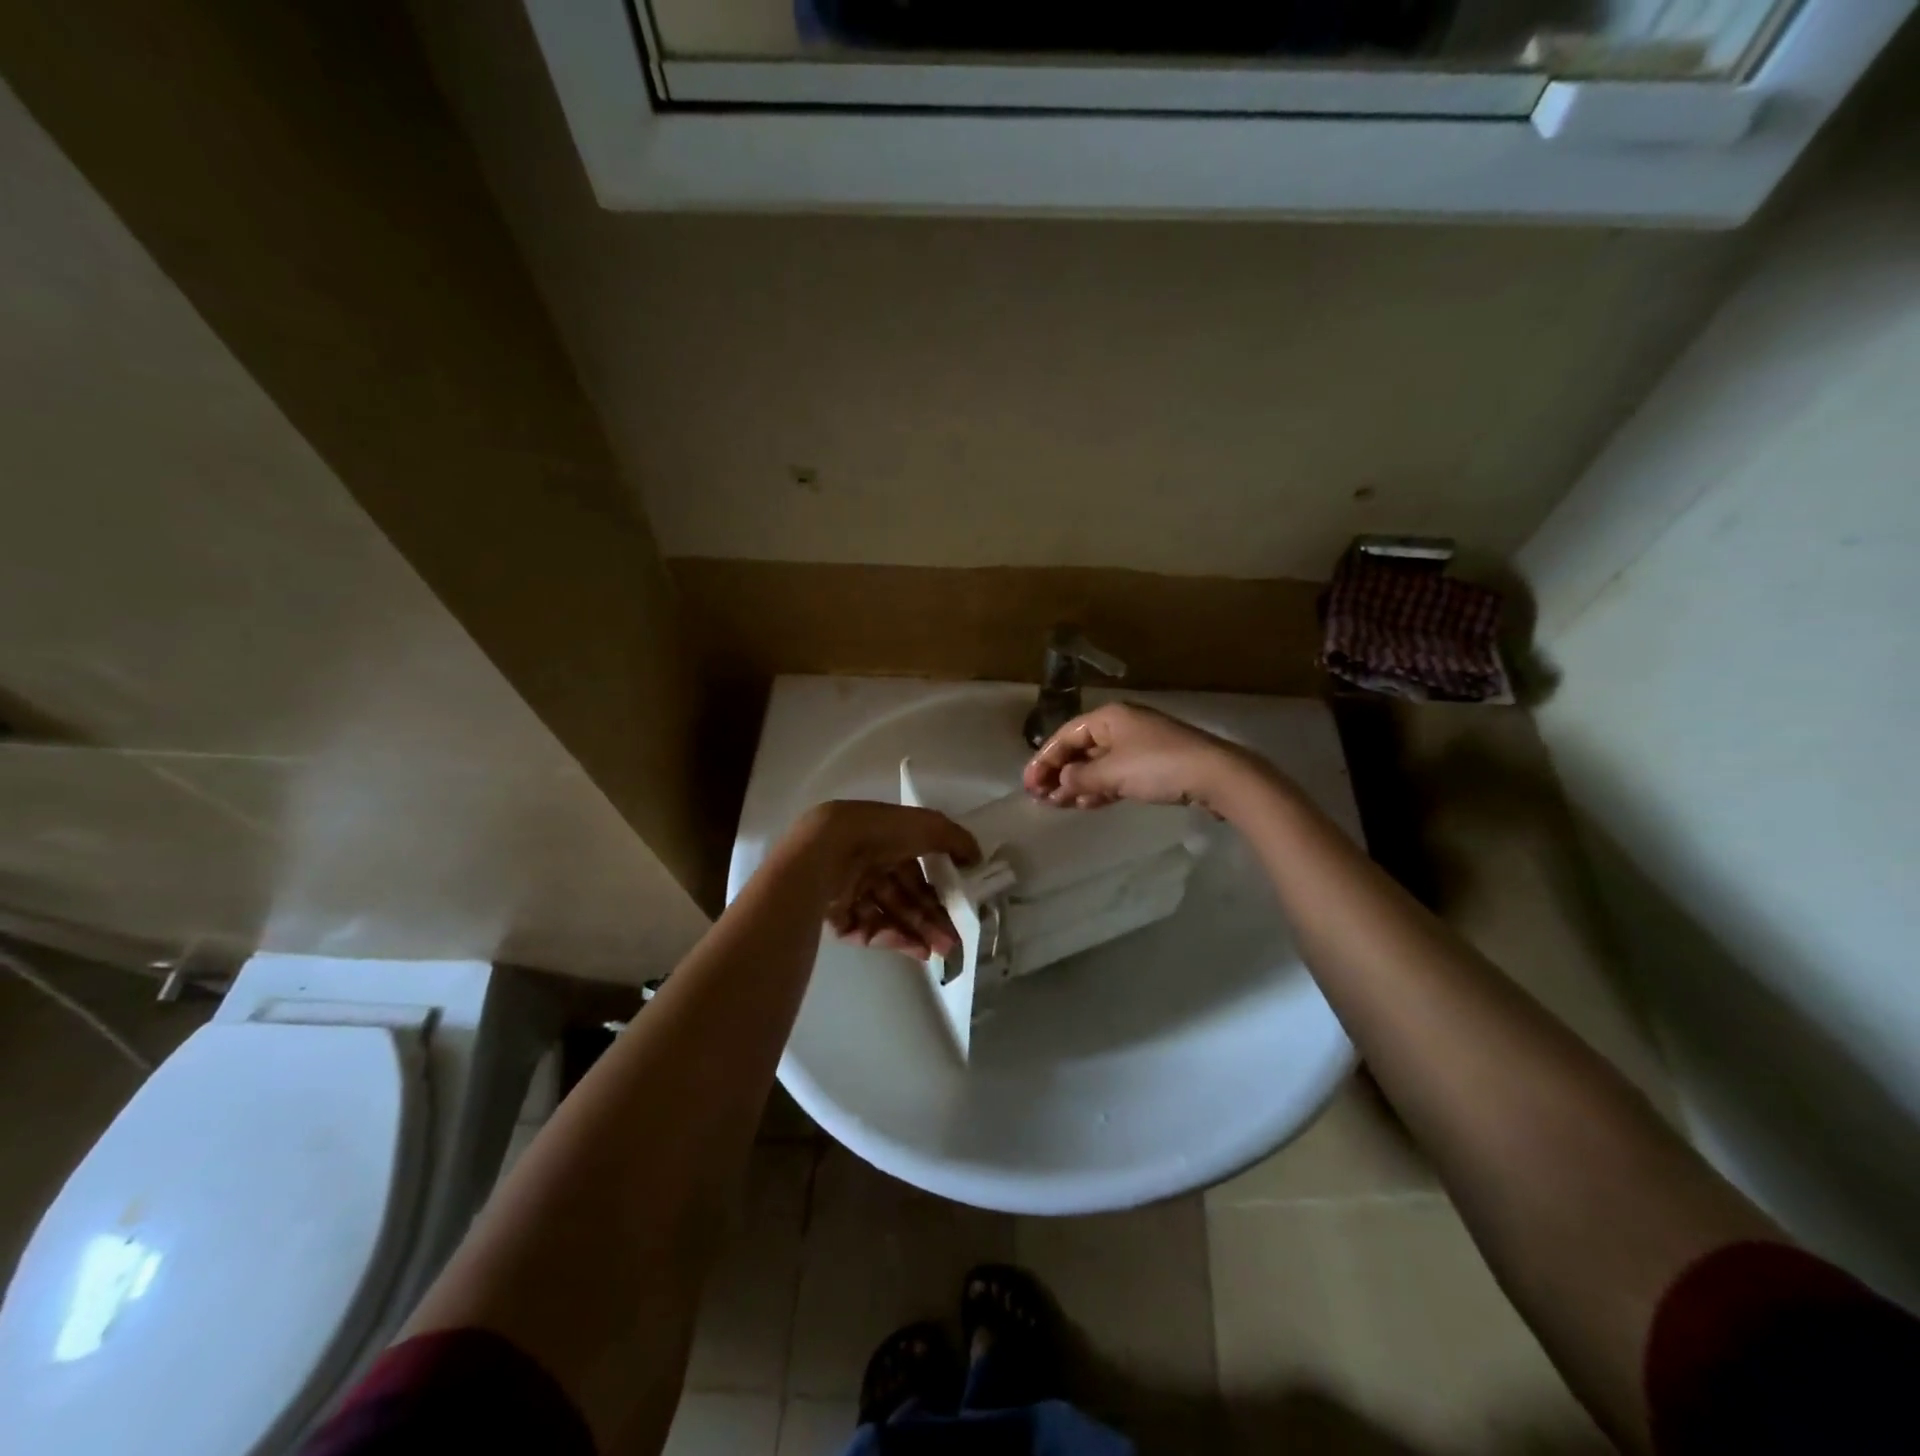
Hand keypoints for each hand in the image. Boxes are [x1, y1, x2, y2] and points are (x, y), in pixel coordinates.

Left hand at [788, 801, 978, 959]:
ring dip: (918, 932)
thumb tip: (977, 857)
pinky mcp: (835, 916)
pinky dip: (893, 939)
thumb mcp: (927, 826)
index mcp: (884, 839)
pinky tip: (916, 949)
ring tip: (941, 951)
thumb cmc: (878, 833)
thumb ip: (955, 839)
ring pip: (889, 915)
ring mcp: (848, 890)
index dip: (938, 886)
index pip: (916, 867)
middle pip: (904, 895)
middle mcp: (866, 863)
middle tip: (954, 941)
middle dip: (931, 918)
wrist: (825, 852)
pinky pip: (869, 930)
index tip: (959, 905)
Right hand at [1022, 702, 1257, 813]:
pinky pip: (1116, 774)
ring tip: (1058, 804)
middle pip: (1080, 748)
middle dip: (1059, 772)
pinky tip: (1087, 804)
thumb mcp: (1112, 773)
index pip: (1066, 735)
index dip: (1043, 759)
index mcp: (1109, 717)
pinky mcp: (1154, 765)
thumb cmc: (1158, 767)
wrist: (1216, 776)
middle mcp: (1122, 725)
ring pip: (1098, 763)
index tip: (1028, 784)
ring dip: (1077, 783)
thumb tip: (1060, 781)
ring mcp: (1140, 745)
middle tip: (1040, 797)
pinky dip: (1099, 788)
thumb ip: (1080, 777)